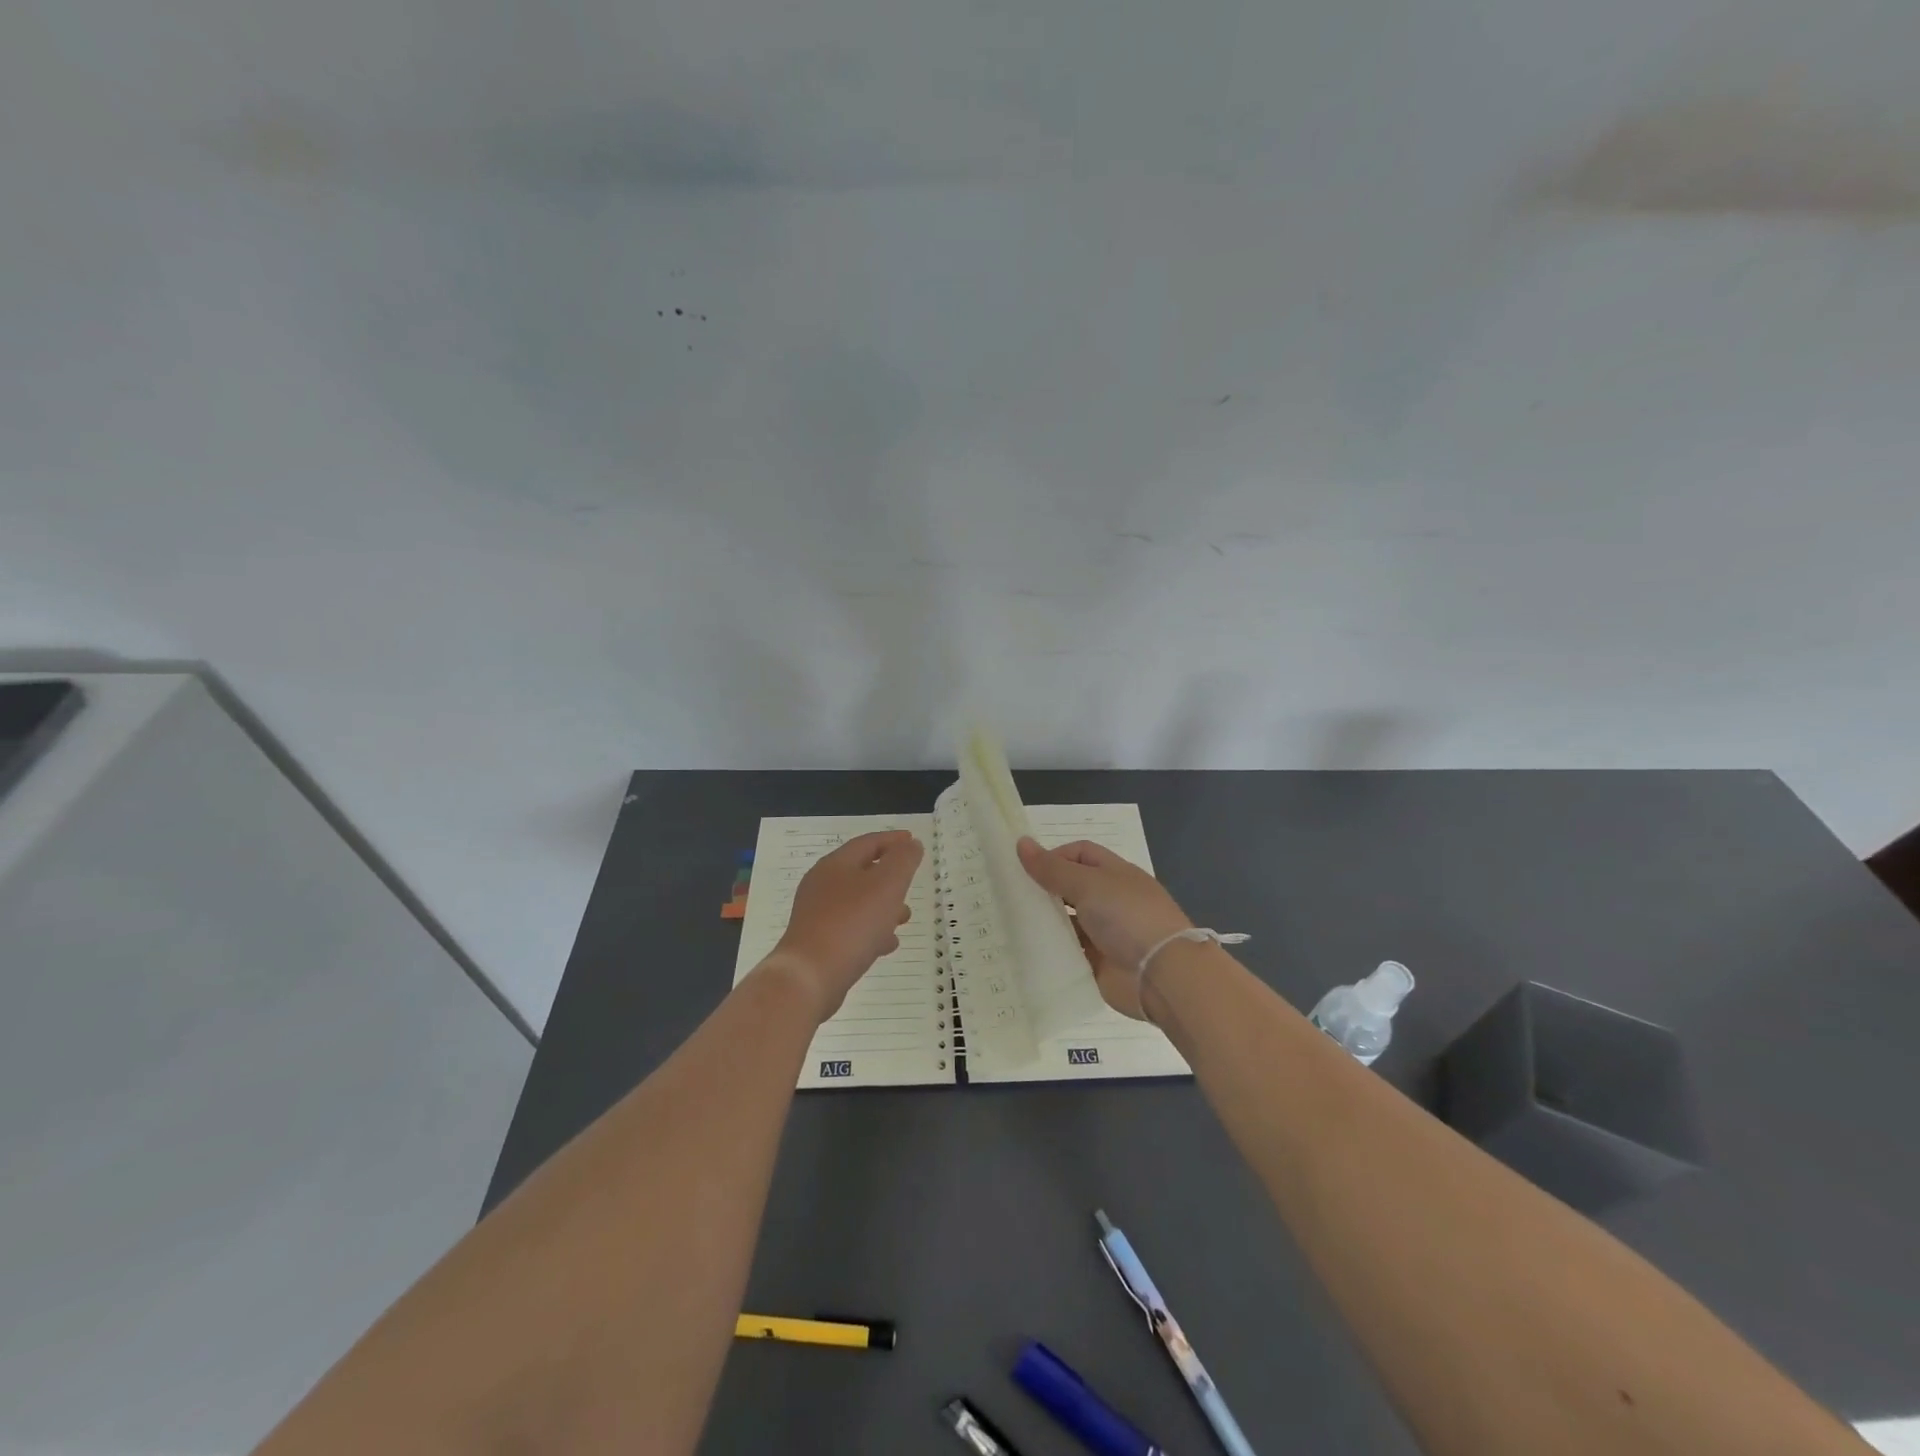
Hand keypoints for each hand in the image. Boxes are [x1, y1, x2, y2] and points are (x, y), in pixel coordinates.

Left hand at [765, 830, 923, 1021]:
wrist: (809, 977)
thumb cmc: (852, 923)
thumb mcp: (887, 885)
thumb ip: (903, 861)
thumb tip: (911, 844)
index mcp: (836, 865)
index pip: (868, 843)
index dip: (893, 840)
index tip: (913, 841)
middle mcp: (822, 885)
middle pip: (861, 872)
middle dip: (890, 876)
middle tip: (911, 880)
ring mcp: (817, 915)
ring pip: (857, 902)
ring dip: (883, 906)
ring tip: (905, 917)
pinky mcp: (818, 943)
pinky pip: (850, 929)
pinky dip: (871, 930)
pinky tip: (886, 945)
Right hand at [1016, 837, 1193, 1019]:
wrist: (1162, 975)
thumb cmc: (1128, 917)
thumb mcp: (1088, 885)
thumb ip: (1053, 868)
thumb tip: (1021, 842)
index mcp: (1115, 873)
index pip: (1079, 853)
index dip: (1053, 856)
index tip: (1025, 869)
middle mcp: (1110, 900)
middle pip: (1071, 887)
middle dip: (1044, 889)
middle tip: (1009, 895)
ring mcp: (1105, 933)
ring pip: (1068, 921)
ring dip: (1046, 921)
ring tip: (1010, 923)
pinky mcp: (1099, 963)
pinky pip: (1070, 952)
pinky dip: (1052, 950)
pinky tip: (1026, 950)